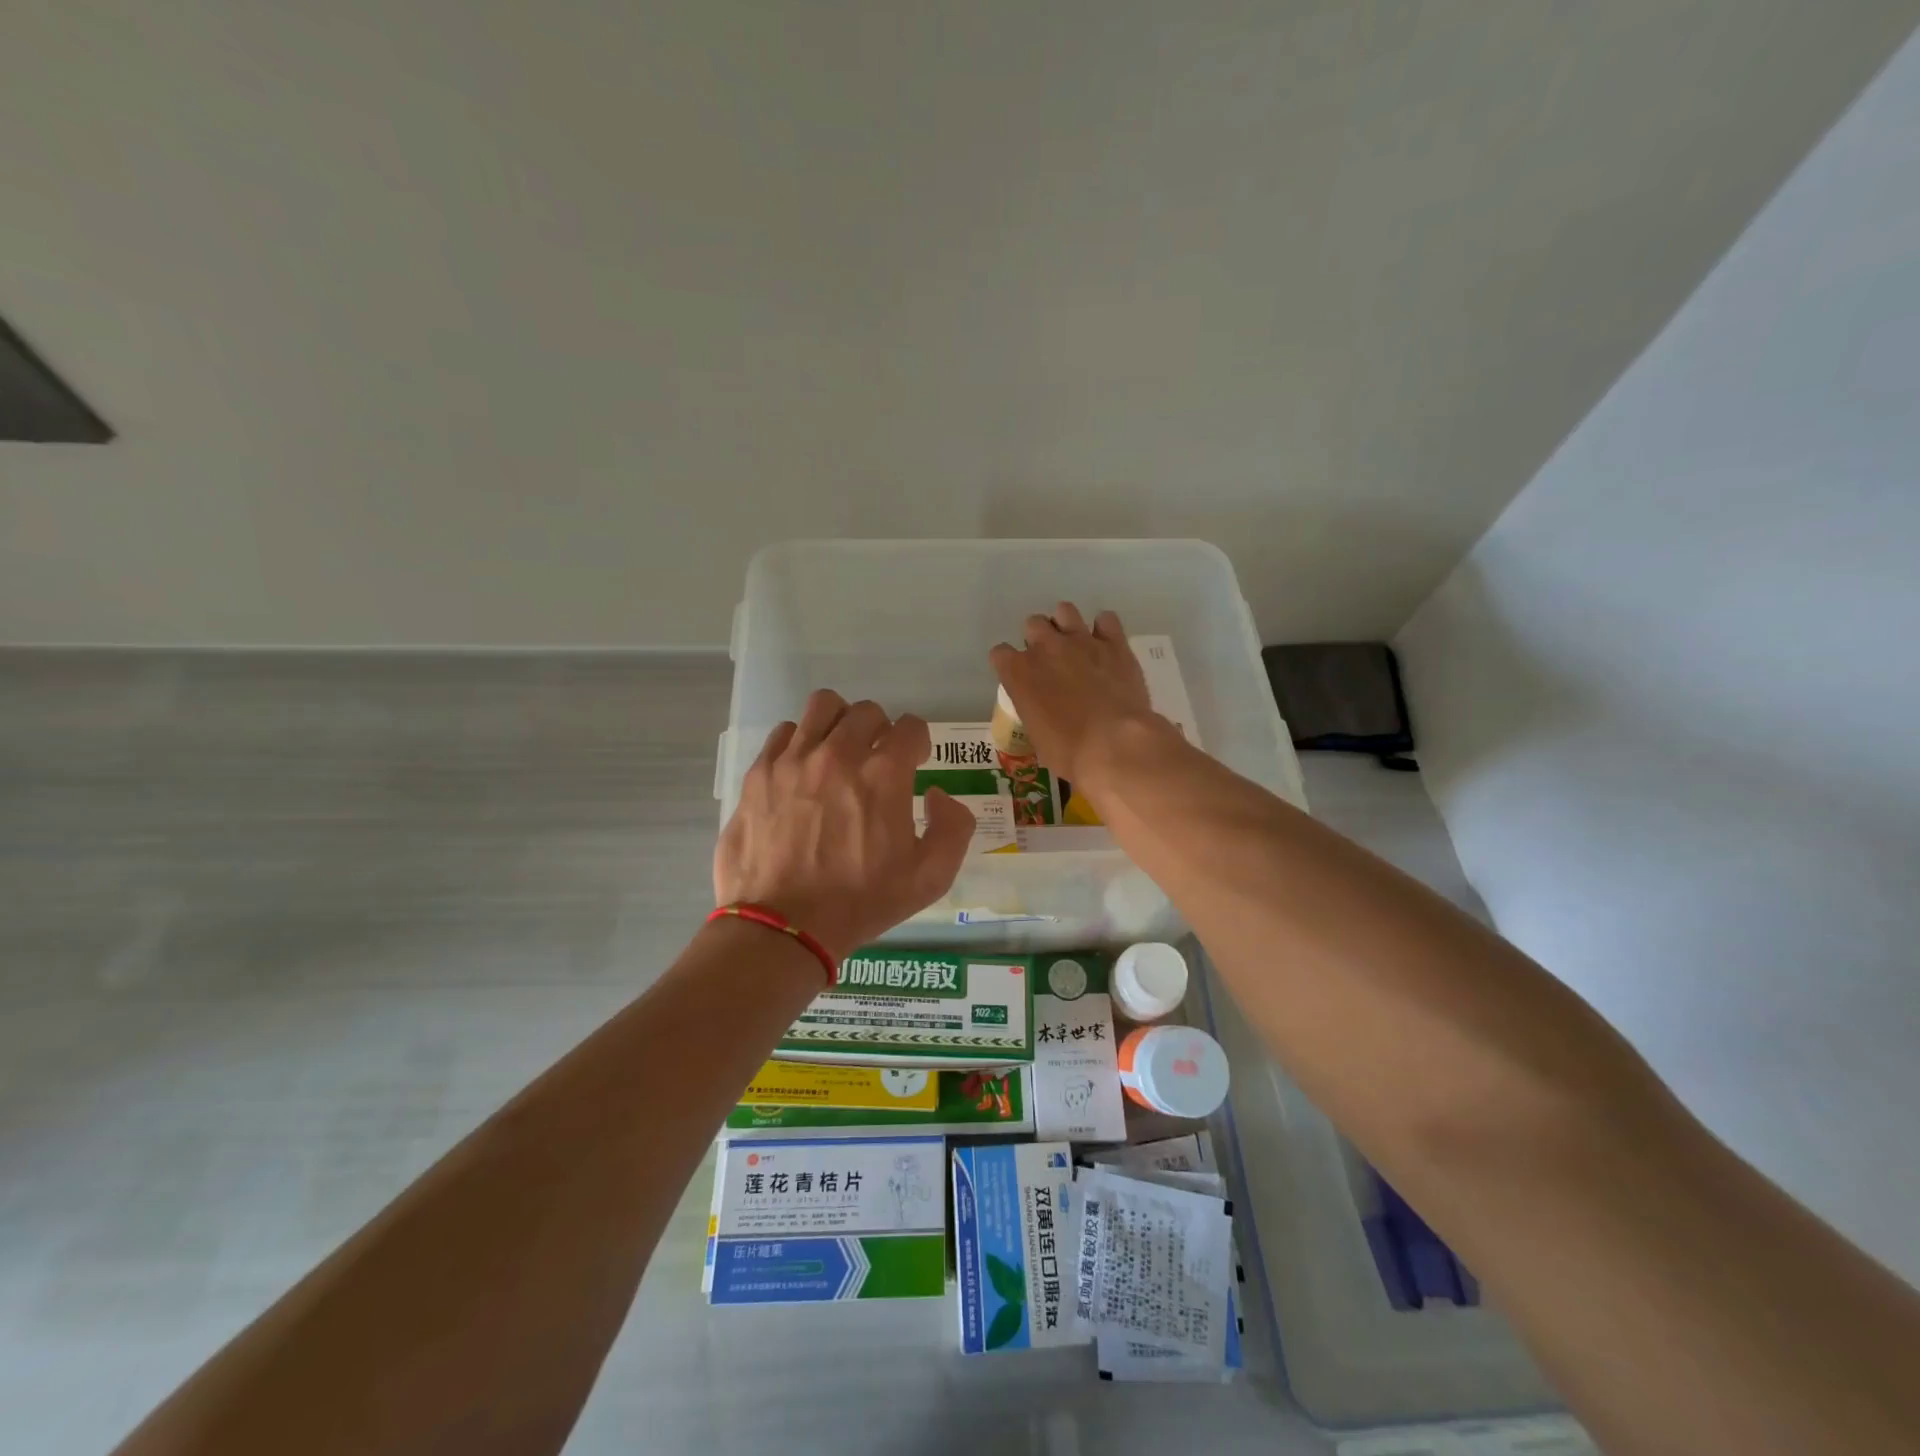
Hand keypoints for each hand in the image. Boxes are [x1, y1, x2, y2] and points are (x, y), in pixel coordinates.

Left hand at [715, 690, 974, 961]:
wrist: (783, 927)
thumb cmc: (860, 903)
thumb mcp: (930, 878)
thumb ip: (953, 827)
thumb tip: (938, 794)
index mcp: (883, 774)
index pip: (910, 726)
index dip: (917, 742)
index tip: (913, 761)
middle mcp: (839, 753)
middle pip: (867, 711)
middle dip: (880, 730)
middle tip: (876, 759)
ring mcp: (794, 759)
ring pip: (823, 706)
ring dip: (839, 723)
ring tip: (838, 751)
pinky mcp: (760, 773)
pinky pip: (784, 732)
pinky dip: (800, 742)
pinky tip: (803, 770)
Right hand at [989, 602, 1163, 787]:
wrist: (1114, 744)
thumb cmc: (1068, 751)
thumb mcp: (1036, 735)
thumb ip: (1034, 709)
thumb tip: (1043, 709)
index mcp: (1019, 672)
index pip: (1000, 653)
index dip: (1009, 665)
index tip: (1019, 678)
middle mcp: (1046, 648)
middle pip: (1032, 624)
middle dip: (1038, 639)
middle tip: (1050, 662)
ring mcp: (1081, 641)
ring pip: (1065, 610)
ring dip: (1066, 625)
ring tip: (1075, 646)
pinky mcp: (1114, 643)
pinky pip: (1106, 619)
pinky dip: (1104, 630)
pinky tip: (1105, 646)